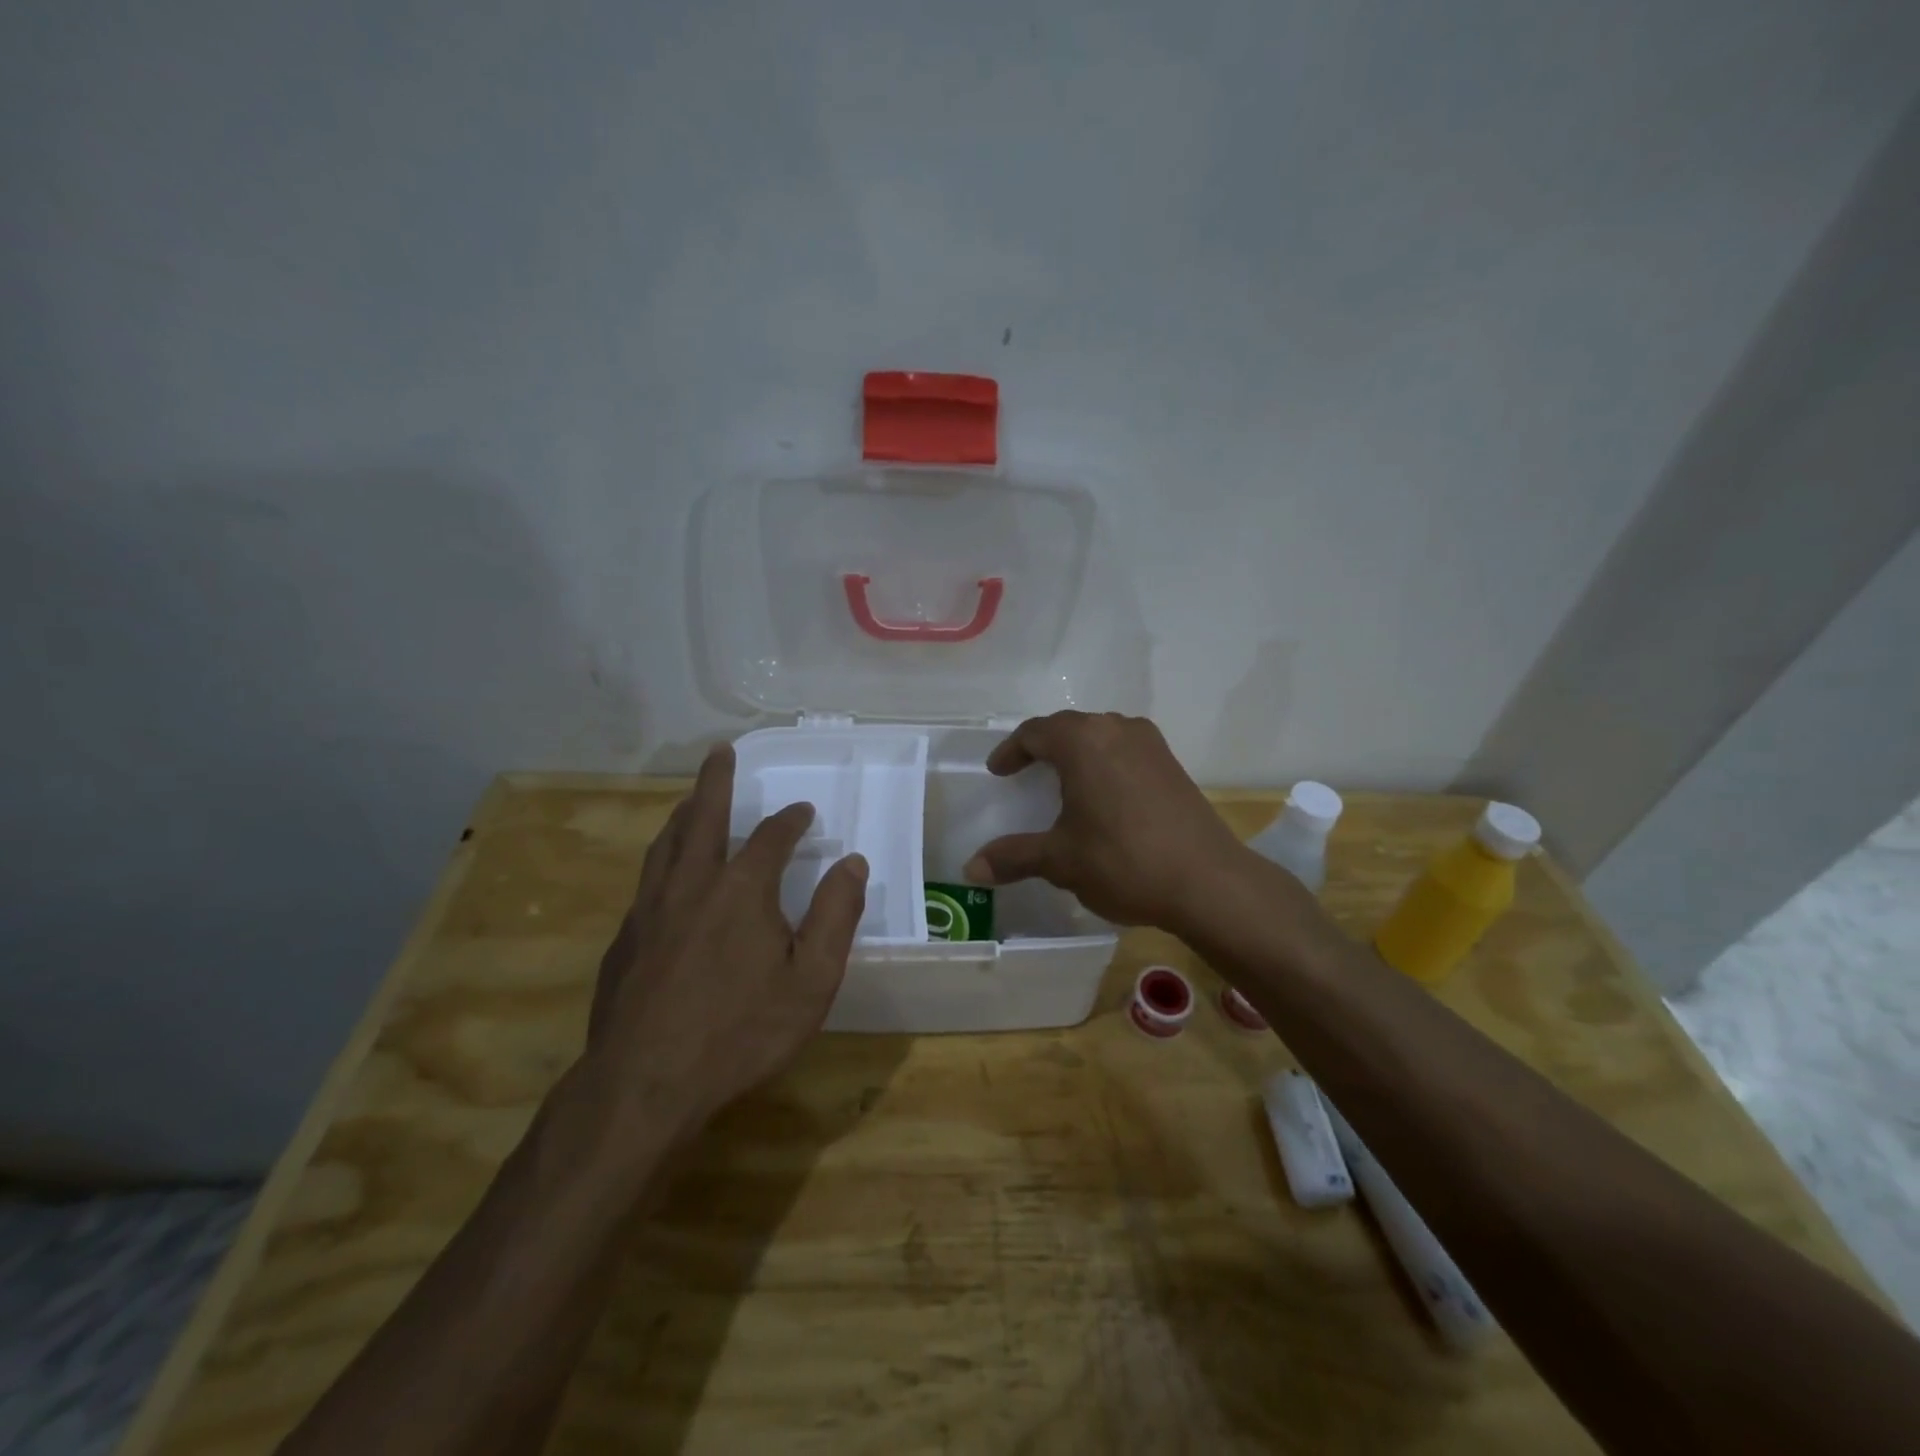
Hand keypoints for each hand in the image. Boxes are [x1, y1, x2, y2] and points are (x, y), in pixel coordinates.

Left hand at [583, 745, 867, 1141]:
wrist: (643, 1085)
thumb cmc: (739, 1033)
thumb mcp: (810, 981)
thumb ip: (835, 916)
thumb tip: (853, 863)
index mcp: (741, 890)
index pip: (770, 837)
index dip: (790, 820)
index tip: (803, 811)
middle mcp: (692, 884)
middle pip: (702, 817)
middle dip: (715, 781)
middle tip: (721, 752)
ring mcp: (650, 910)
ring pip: (665, 844)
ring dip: (683, 815)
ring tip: (690, 800)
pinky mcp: (625, 940)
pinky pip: (647, 881)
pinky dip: (662, 859)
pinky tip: (666, 877)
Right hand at [962, 711, 1246, 932]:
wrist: (1208, 882)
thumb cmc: (1123, 861)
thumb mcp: (1060, 860)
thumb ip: (1013, 857)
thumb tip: (971, 869)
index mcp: (1083, 741)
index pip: (1035, 732)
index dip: (1011, 751)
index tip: (998, 772)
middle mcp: (1117, 729)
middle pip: (1069, 728)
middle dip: (1042, 747)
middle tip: (1024, 772)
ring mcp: (1150, 744)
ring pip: (1101, 736)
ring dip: (1077, 753)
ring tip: (1062, 781)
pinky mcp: (1173, 764)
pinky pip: (1125, 750)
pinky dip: (1104, 763)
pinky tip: (1104, 795)